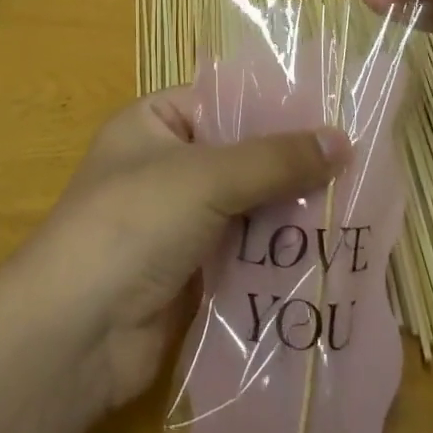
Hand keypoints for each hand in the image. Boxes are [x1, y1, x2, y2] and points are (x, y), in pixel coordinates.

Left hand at [22, 90, 348, 409]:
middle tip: (357, 165)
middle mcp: (164, 165)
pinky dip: (277, 252)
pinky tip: (327, 251)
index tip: (335, 113)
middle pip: (240, 156)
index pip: (223, 100)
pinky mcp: (191, 270)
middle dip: (291, 165)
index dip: (275, 106)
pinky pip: (244, 250)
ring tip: (354, 206)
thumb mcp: (205, 177)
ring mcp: (177, 221)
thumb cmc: (133, 224)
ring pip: (247, 205)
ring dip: (290, 211)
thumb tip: (344, 139)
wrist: (76, 332)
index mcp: (153, 123)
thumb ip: (274, 159)